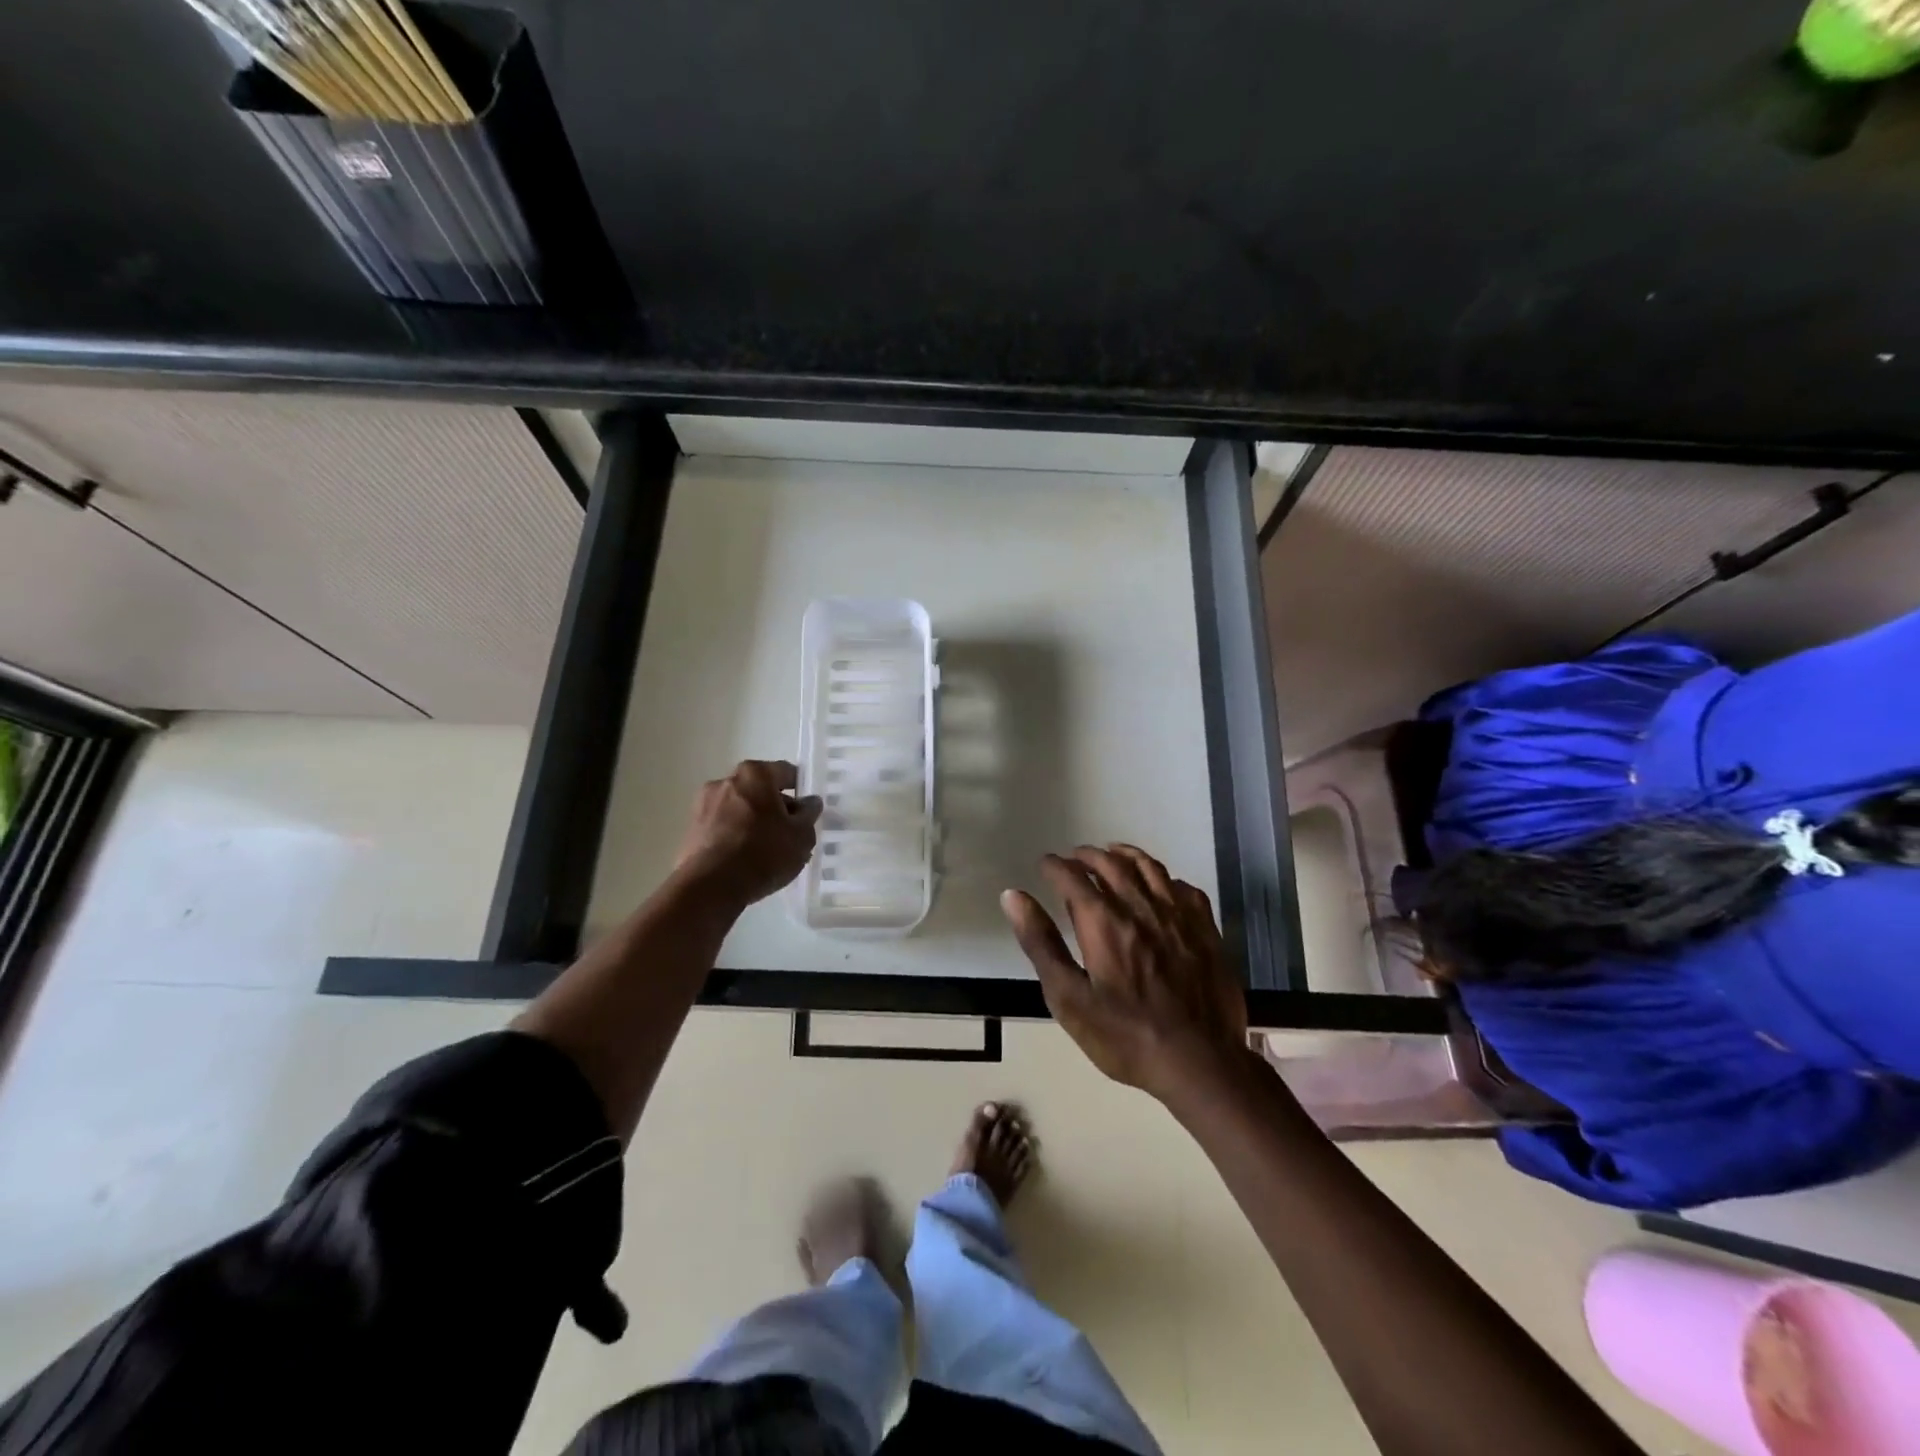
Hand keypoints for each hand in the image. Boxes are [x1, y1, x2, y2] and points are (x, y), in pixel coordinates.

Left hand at [673, 760, 822, 909]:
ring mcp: (704, 805)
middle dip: (775, 807)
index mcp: (755, 774)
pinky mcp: (691, 830)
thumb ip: (809, 814)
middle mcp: (726, 781)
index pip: (786, 772)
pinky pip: (723, 827)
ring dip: (754, 822)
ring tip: (768, 851)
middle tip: (790, 833)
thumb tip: (808, 802)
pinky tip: (746, 860)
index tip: (807, 810)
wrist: (711, 886)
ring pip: (739, 809)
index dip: (800, 789)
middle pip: (760, 789)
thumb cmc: (764, 853)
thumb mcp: (802, 836)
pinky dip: (736, 836)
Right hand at [1002, 844, 1248, 1101]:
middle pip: (1111, 864)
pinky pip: (1184, 888)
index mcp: (1104, 922)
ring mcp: (1178, 916)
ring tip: (1112, 853)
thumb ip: (1041, 944)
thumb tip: (1013, 896)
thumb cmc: (1125, 1036)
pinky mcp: (1205, 930)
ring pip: (1149, 868)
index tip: (1045, 864)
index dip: (1055, 866)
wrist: (1200, 1062)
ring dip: (1125, 855)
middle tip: (1074, 857)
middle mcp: (1141, 907)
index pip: (1073, 877)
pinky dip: (1165, 878)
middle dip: (1088, 856)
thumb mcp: (1069, 998)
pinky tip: (1161, 886)